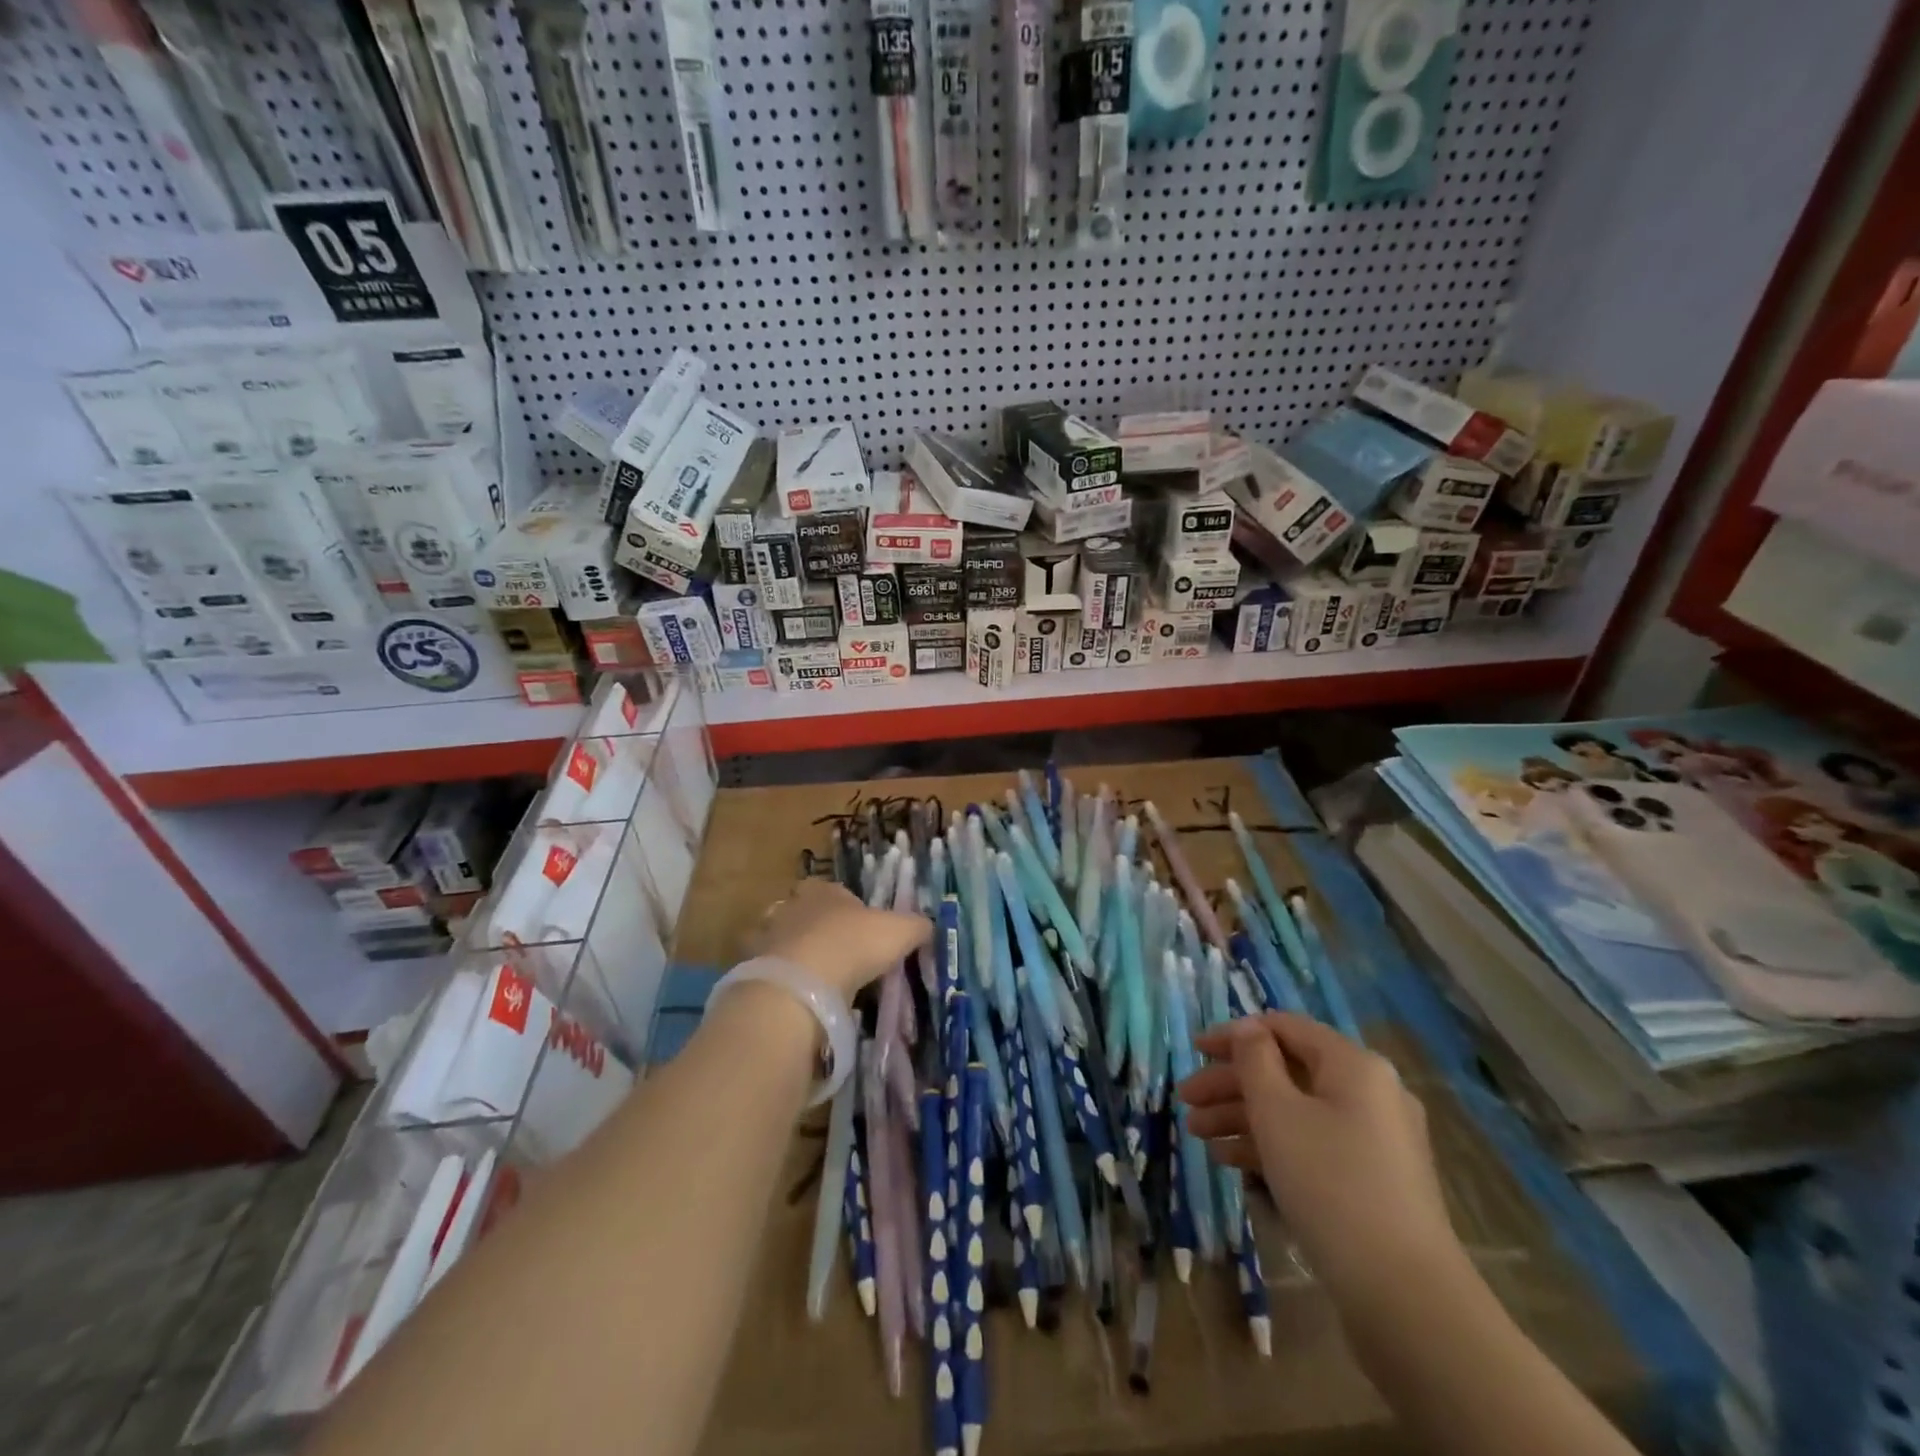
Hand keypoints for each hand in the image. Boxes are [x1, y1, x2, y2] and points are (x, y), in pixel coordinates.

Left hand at [750, 879, 929, 1002]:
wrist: (802, 984)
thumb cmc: (854, 944)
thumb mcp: (900, 932)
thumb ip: (917, 926)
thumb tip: (929, 926)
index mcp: (824, 890)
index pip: (832, 890)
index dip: (846, 907)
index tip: (859, 929)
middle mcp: (791, 906)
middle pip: (804, 913)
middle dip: (818, 931)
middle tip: (839, 958)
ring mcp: (767, 937)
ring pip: (783, 941)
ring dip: (796, 956)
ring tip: (817, 982)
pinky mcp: (752, 970)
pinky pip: (771, 973)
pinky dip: (782, 983)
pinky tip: (798, 999)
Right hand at [1179, 1013, 1462, 1310]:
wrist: (1405, 1297)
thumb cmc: (1331, 1184)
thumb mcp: (1277, 1112)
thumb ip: (1254, 1060)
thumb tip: (1248, 1029)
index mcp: (1354, 1065)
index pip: (1284, 1028)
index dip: (1235, 1034)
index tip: (1194, 1048)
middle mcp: (1369, 1093)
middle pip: (1287, 1071)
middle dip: (1232, 1083)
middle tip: (1186, 1099)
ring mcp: (1374, 1140)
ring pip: (1296, 1110)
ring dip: (1243, 1116)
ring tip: (1197, 1134)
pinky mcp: (1372, 1181)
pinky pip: (1312, 1144)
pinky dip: (1271, 1146)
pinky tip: (1229, 1161)